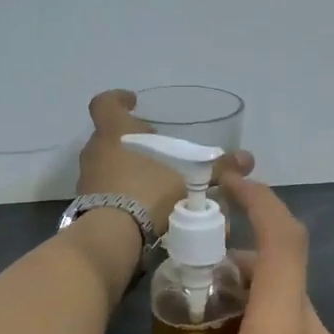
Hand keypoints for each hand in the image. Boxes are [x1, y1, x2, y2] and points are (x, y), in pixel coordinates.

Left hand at [77, 90, 253, 233]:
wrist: (112, 235)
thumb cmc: (146, 192)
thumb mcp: (187, 179)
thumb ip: (215, 168)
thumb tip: (248, 158)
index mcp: (113, 131)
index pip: (105, 103)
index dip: (118, 99)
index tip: (133, 102)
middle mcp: (94, 150)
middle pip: (110, 137)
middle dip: (132, 142)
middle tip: (156, 151)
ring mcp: (86, 179)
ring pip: (107, 165)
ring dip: (126, 170)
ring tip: (153, 183)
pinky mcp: (85, 205)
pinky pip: (105, 192)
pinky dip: (121, 195)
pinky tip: (142, 207)